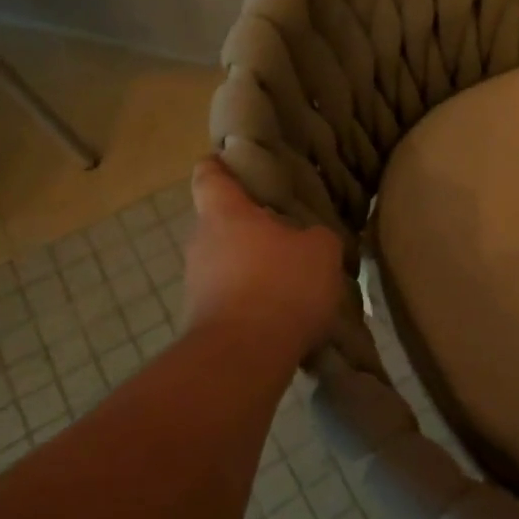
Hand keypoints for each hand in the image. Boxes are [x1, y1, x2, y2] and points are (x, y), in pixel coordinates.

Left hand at [183, 158, 342, 364]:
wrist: (243, 358)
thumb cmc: (281, 285)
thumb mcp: (321, 251)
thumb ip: (316, 237)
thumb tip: (310, 240)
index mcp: (225, 214)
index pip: (210, 176)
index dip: (220, 165)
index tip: (233, 160)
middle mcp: (202, 244)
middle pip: (221, 223)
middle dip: (250, 225)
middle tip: (287, 227)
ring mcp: (197, 285)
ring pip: (226, 262)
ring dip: (253, 266)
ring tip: (291, 275)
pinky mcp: (203, 321)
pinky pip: (231, 297)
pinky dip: (253, 300)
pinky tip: (283, 311)